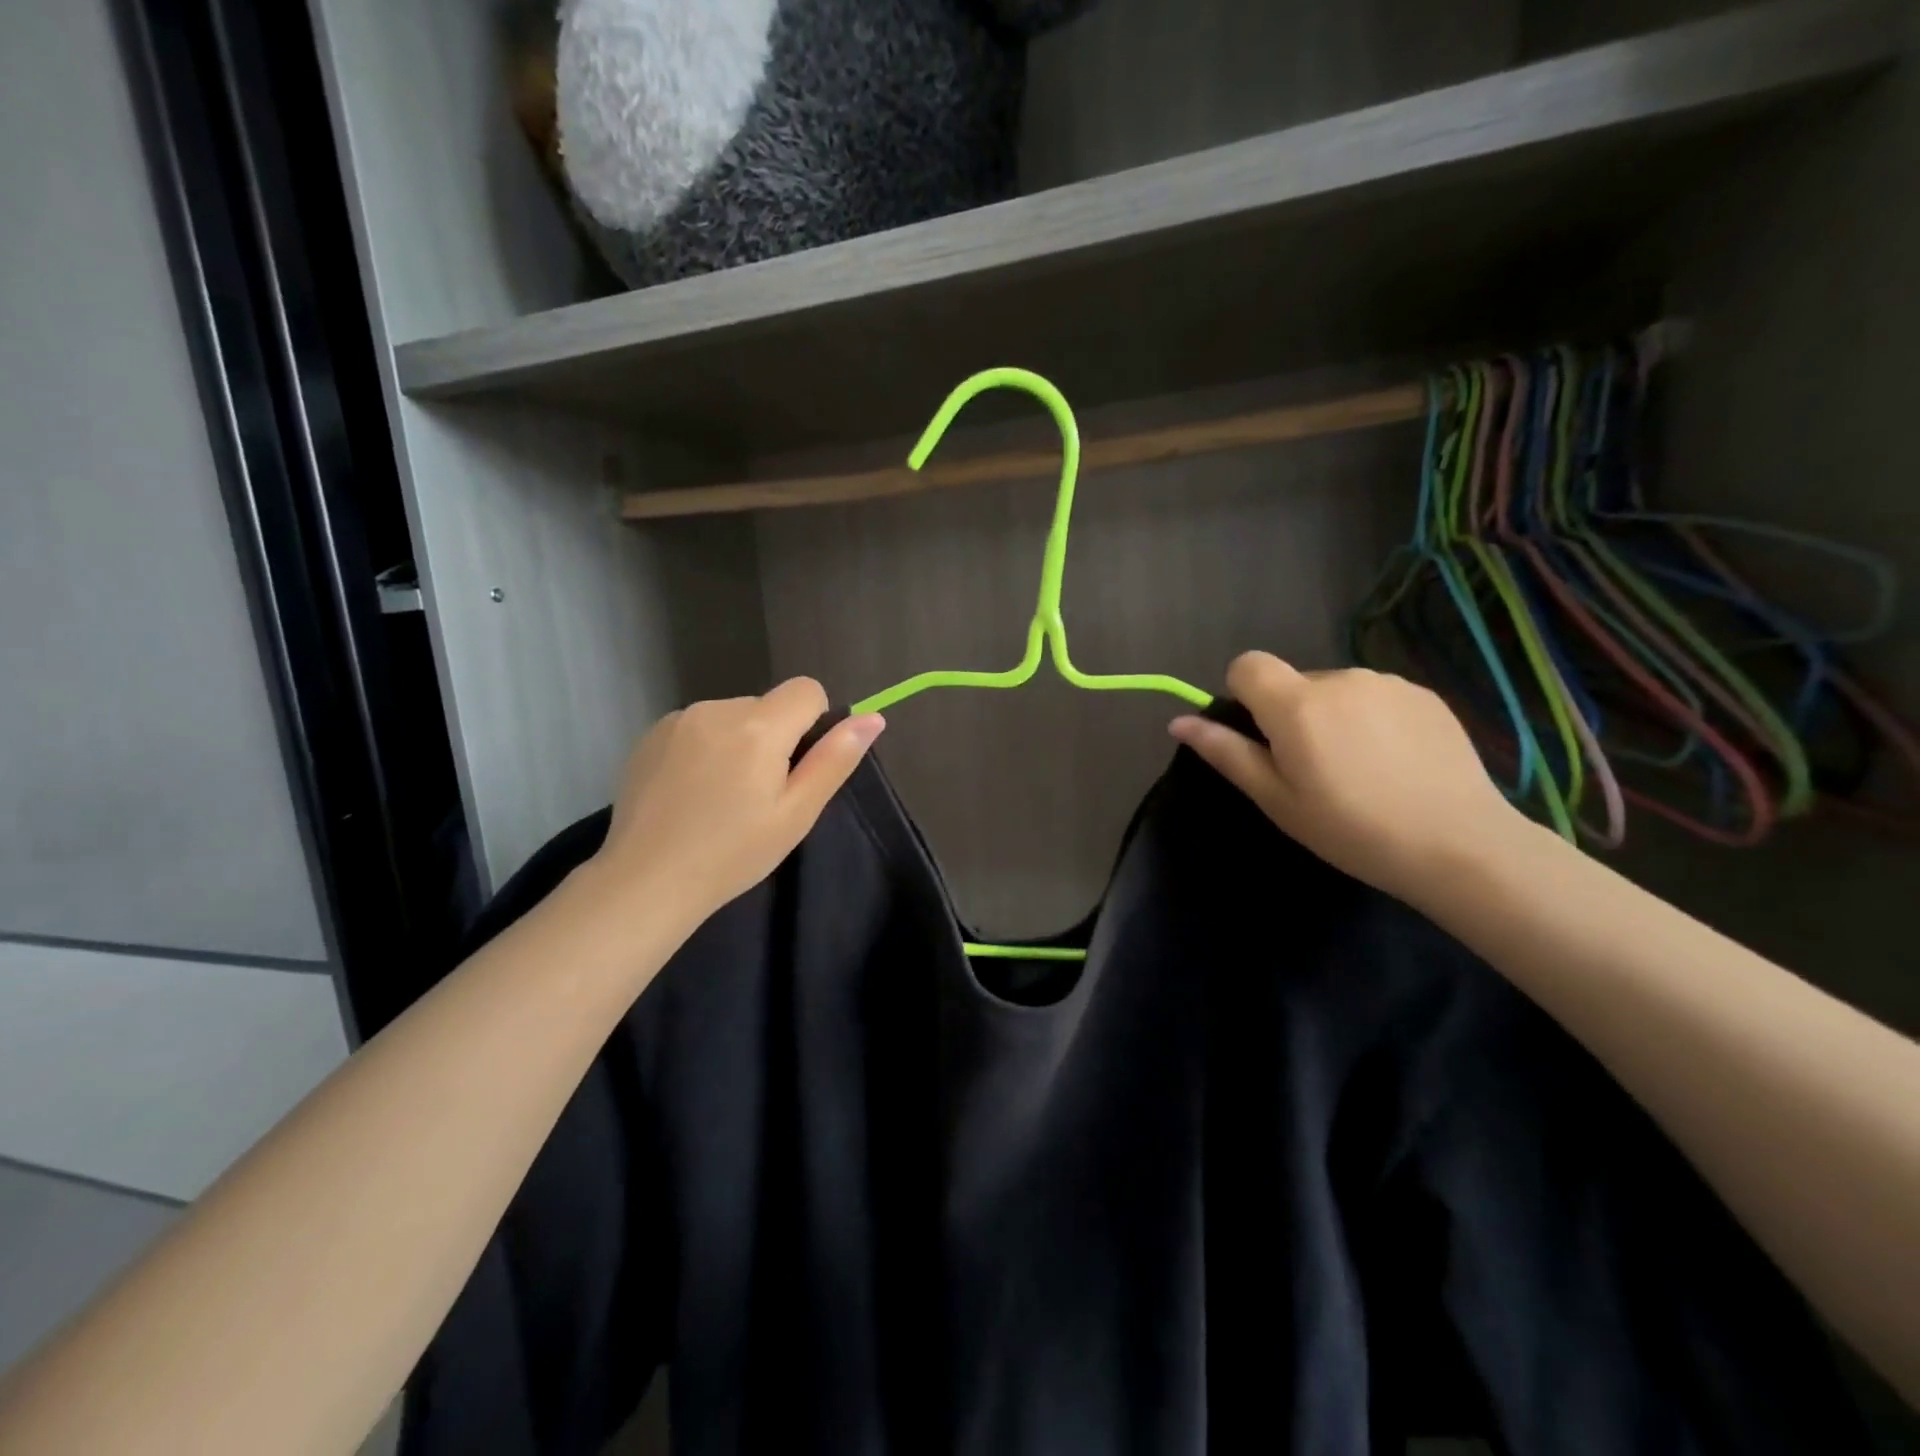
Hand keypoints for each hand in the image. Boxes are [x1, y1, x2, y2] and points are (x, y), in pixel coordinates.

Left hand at [585, 678, 884, 929]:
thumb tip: (874, 718)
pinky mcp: (650, 734)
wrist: (646, 881)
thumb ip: (835, 760)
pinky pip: (698, 727)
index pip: (807, 690)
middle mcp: (717, 708)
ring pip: (732, 716)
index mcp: (759, 727)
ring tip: (720, 797)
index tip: (796, 768)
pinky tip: (690, 792)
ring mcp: (679, 719)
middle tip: (756, 795)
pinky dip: (704, 748)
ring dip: (737, 742)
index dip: (813, 723)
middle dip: (773, 738)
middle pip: (767, 705)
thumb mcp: (796, 814)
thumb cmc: (733, 853)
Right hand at [1169, 651, 1520, 904]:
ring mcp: (1387, 683)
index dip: (1242, 695)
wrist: (1459, 844)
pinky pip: (1375, 696)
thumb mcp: (1276, 798)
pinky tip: (1394, 763)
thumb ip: (1226, 752)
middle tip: (1313, 770)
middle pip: (1292, 681)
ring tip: (1360, 770)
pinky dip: (1371, 720)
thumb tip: (1179, 721)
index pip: (1246, 664)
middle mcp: (1339, 678)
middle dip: (1290, 714)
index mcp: (1296, 703)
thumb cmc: (1350, 829)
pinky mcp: (1424, 694)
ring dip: (1332, 716)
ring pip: (1335, 690)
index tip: (1259, 738)